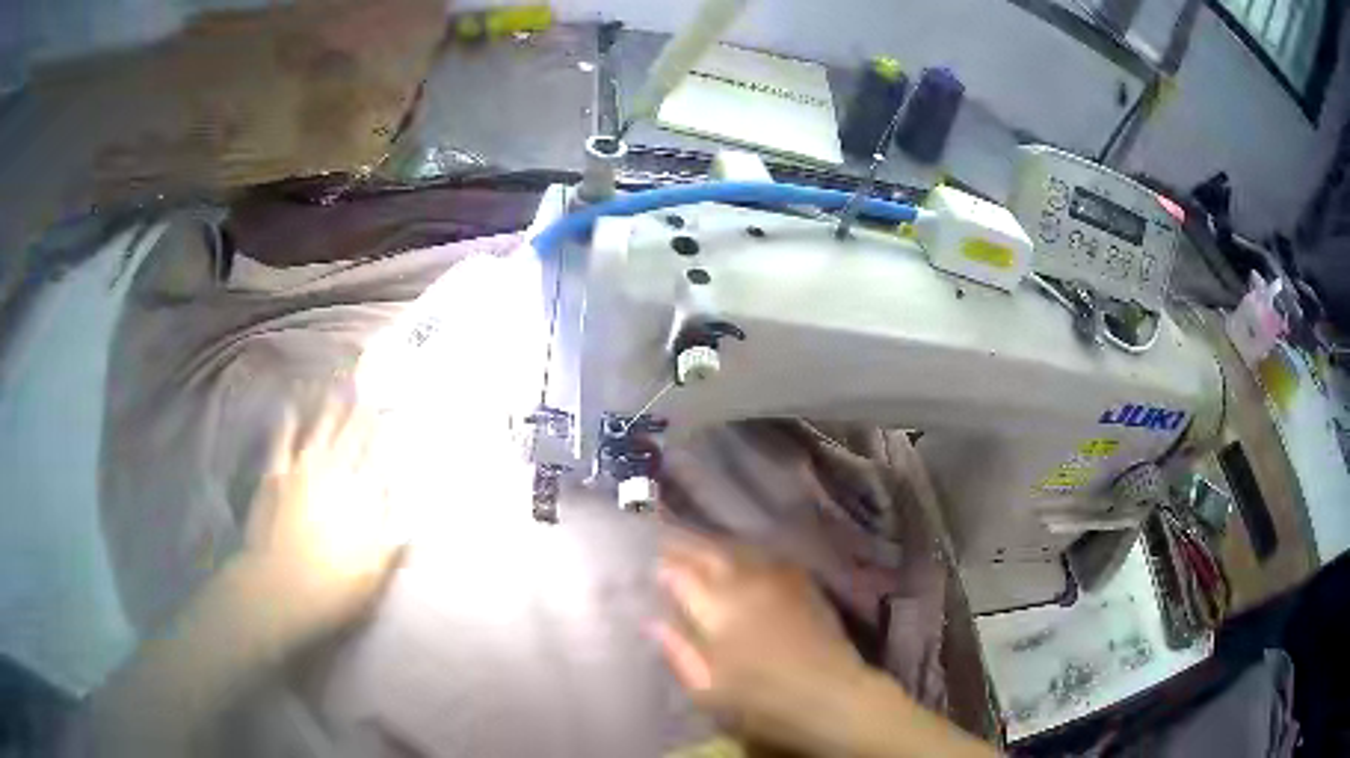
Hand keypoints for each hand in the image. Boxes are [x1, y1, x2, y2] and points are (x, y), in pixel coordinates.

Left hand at [236, 396, 406, 648]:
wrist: (279, 588)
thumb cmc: (333, 586)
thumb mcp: (375, 571)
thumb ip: (393, 536)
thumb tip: (414, 509)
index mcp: (361, 496)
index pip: (377, 455)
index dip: (383, 431)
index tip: (389, 411)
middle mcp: (334, 474)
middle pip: (351, 435)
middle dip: (360, 412)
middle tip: (367, 389)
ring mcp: (301, 470)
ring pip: (320, 429)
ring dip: (329, 408)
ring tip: (338, 386)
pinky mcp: (275, 475)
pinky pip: (282, 441)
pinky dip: (287, 422)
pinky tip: (289, 406)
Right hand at [652, 534, 874, 755]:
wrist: (831, 695)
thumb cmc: (762, 701)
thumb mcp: (707, 689)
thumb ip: (678, 651)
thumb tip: (652, 622)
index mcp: (718, 608)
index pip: (680, 575)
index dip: (662, 566)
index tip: (648, 563)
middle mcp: (746, 583)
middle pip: (709, 553)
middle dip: (684, 544)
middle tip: (664, 539)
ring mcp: (778, 580)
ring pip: (738, 550)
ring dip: (713, 545)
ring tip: (696, 545)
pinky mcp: (803, 585)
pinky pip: (767, 558)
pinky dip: (746, 554)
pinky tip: (741, 559)